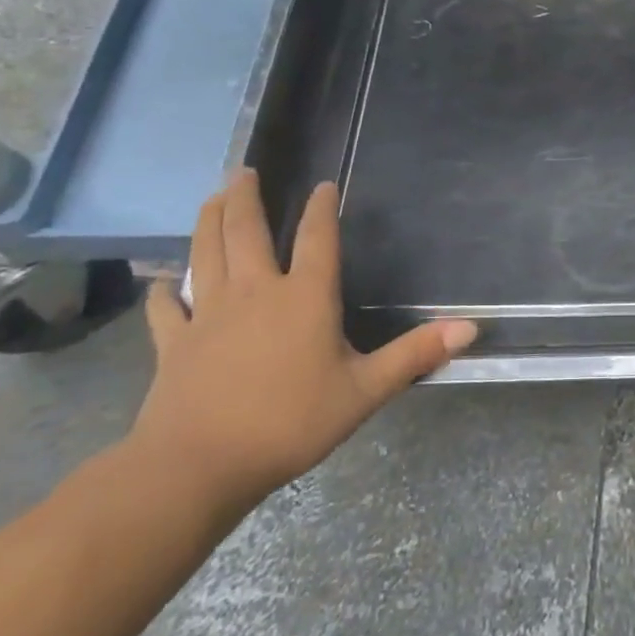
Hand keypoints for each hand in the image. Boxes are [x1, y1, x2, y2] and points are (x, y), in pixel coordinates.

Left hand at [131, 171, 477, 515]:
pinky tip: (163, 283)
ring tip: (212, 197)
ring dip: (208, 222)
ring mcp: (208, 315)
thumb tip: (471, 326)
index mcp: (304, 297)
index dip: (321, 209)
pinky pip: (166, 308)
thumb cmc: (291, 423)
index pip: (316, 239)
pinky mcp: (174, 344)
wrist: (198, 466)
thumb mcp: (365, 391)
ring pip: (206, 254)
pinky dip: (165, 292)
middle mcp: (254, 293)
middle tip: (244, 170)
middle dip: (247, 198)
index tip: (323, 185)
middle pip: (246, 232)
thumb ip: (415, 354)